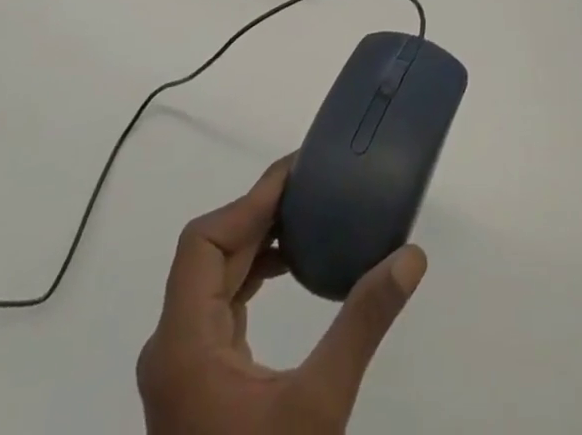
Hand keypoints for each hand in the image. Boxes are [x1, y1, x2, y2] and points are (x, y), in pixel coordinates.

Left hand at [137, 157, 426, 434]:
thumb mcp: (319, 406)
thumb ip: (361, 323)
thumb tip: (411, 257)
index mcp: (183, 345)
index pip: (204, 242)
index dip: (249, 201)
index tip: (297, 174)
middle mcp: (171, 347)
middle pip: (209, 254)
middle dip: (259, 215)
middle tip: (313, 187)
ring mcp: (181, 367)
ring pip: (212, 277)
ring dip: (256, 243)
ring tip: (308, 219)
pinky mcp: (198, 382)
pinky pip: (220, 305)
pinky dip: (253, 277)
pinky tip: (291, 271)